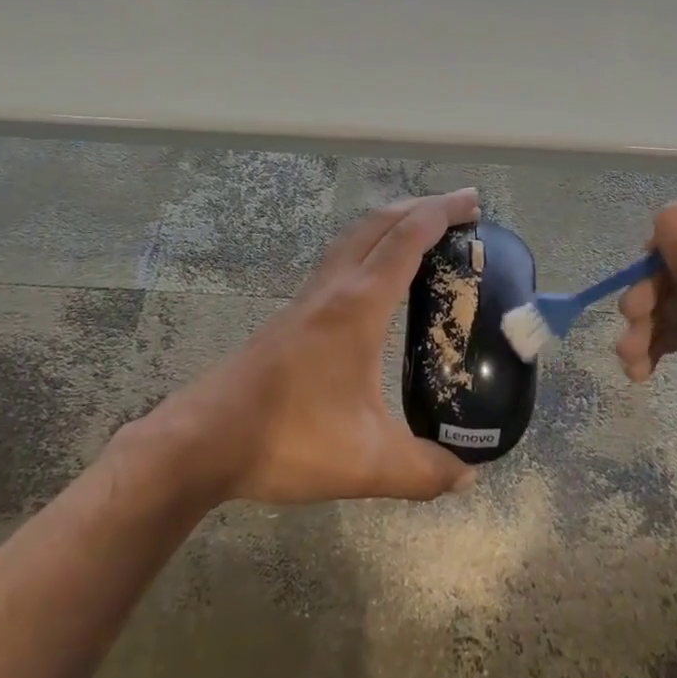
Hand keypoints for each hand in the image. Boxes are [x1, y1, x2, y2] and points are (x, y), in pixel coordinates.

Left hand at [149, 187, 482, 505]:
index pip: (406, 240)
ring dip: (390, 223)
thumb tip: (469, 476)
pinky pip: (338, 261)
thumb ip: (424, 471)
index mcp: (357, 306)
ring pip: (353, 238)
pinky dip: (367, 248)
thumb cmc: (288, 439)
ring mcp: (307, 301)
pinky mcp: (291, 318)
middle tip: (460, 210)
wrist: (203, 441)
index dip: (442, 214)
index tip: (473, 201)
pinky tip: (374, 280)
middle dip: (421, 207)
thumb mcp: (368, 463)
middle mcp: (333, 290)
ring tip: (422, 232)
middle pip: (378, 224)